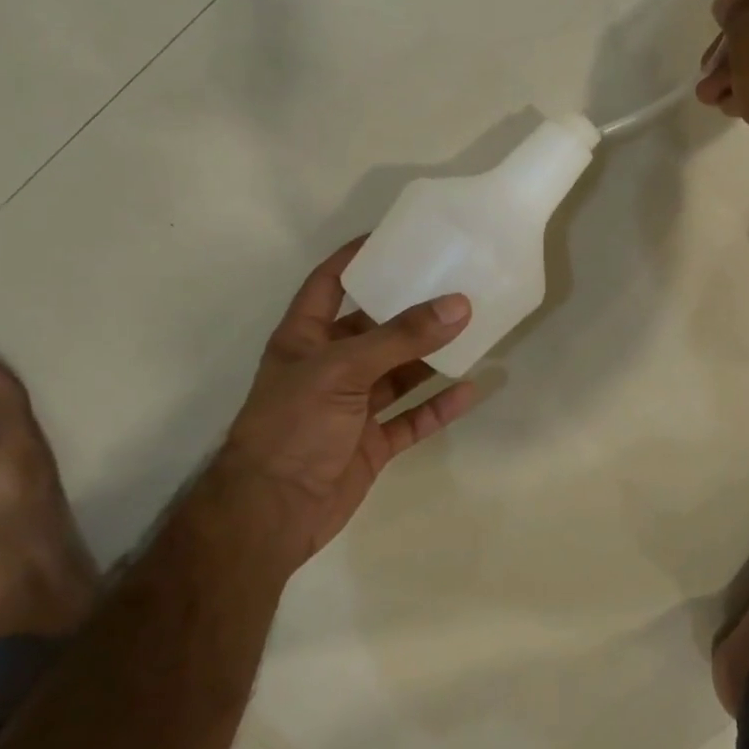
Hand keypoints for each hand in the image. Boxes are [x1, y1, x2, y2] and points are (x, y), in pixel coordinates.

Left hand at [219, 237, 478, 560]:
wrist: (273, 511)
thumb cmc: (293, 425)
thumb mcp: (343, 370)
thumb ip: (401, 337)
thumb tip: (459, 304)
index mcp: (305, 338)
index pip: (330, 283)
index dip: (358, 257)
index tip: (399, 237)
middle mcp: (330, 367)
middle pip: (376, 327)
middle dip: (411, 308)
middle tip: (456, 283)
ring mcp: (352, 407)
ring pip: (400, 373)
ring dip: (433, 356)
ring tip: (475, 328)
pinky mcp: (372, 442)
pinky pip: (412, 417)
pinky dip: (439, 405)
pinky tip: (472, 388)